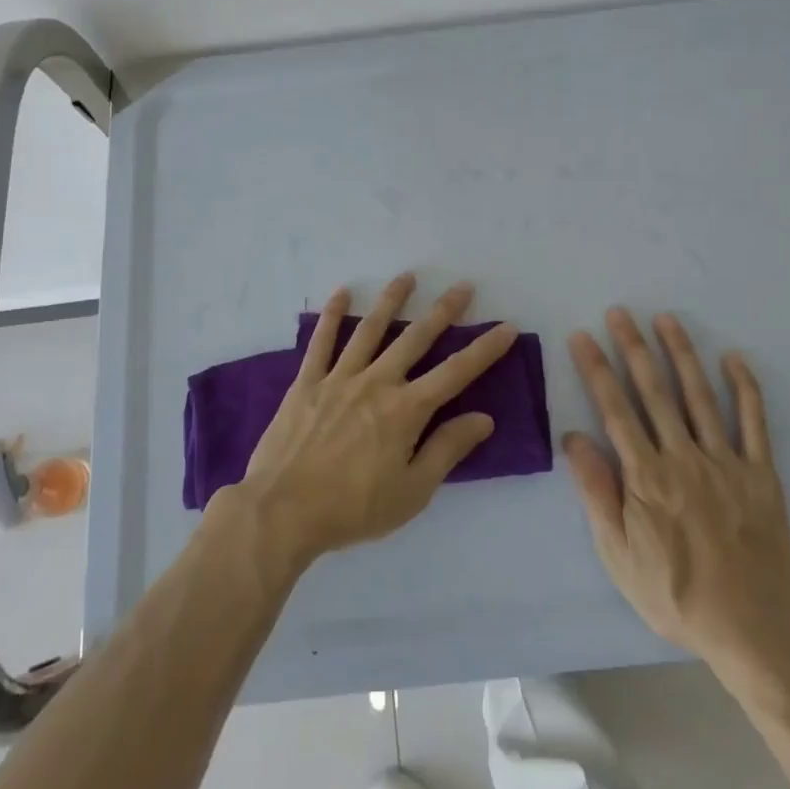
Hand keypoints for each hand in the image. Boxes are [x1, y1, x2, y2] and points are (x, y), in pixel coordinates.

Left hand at [233, 273, 517, 572]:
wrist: (283, 511)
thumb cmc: (353, 508)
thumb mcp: (412, 492)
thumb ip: (447, 450)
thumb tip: (483, 418)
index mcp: (406, 411)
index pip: (455, 373)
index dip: (484, 349)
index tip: (506, 327)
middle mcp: (377, 383)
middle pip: (416, 339)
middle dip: (443, 311)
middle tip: (462, 287)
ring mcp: (340, 377)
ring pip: (371, 329)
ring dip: (391, 301)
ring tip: (407, 277)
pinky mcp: (307, 382)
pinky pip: (321, 341)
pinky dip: (332, 315)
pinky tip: (341, 293)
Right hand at [566, 309, 789, 692]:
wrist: (754, 632)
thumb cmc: (674, 595)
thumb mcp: (618, 554)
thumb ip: (597, 492)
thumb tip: (573, 438)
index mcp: (646, 476)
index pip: (615, 409)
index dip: (596, 369)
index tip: (583, 336)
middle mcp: (684, 457)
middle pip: (654, 391)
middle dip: (633, 347)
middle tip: (620, 312)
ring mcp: (726, 462)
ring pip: (700, 396)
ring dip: (681, 353)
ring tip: (666, 319)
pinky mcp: (761, 475)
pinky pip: (754, 423)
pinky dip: (745, 388)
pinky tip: (733, 359)